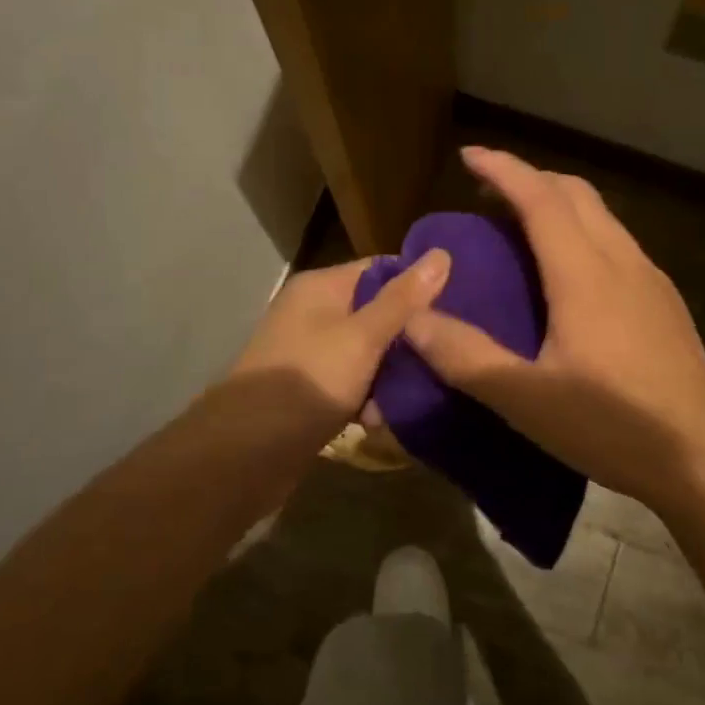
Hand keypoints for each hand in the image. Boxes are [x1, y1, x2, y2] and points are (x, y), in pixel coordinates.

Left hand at [229, 250, 450, 436]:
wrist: (247, 451)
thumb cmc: (309, 381)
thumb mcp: (363, 336)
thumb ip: (402, 299)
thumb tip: (441, 254)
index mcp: (321, 287)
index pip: (380, 269)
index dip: (418, 285)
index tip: (458, 305)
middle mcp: (312, 313)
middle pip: (375, 312)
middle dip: (408, 336)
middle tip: (447, 352)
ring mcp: (309, 352)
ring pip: (366, 352)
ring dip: (391, 373)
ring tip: (425, 390)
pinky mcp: (309, 389)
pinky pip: (350, 382)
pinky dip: (368, 396)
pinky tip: (389, 416)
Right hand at [403, 148, 704, 512]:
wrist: (703, 458)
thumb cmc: (611, 425)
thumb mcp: (525, 399)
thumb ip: (465, 356)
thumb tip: (413, 319)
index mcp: (585, 273)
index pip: (540, 198)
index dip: (503, 169)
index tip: (469, 155)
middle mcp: (622, 261)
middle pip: (576, 193)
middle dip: (531, 179)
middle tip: (489, 195)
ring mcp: (651, 280)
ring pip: (602, 217)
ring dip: (559, 205)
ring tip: (522, 231)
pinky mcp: (665, 304)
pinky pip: (617, 244)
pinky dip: (583, 234)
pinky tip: (570, 277)